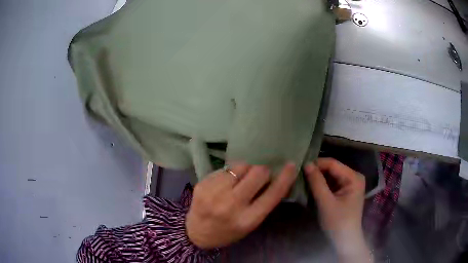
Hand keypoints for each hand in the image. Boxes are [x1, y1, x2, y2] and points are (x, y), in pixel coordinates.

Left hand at [186, 162, 296, 248]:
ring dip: (245, 169)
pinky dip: (230, 173)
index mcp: (248, 219)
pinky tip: (225, 182)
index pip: (273, 194)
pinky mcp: (203, 184)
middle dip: (262, 171)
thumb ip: (263, 203)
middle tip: (259, 175)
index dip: (285, 178)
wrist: (196, 233)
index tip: (291, 165)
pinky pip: (225, 169)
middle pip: (258, 173)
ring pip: (241, 166)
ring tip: (240, 179)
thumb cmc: (228, 230)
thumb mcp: (250, 223)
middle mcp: (231, 205)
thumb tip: (275, 178)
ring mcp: (215, 193)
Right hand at [305, 158, 371, 262]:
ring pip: (330, 176)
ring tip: (301, 182)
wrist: (344, 241)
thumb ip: (317, 183)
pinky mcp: (344, 192)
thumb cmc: (337, 222)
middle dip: (316, 172)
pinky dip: (320, 186)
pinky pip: (331, 184)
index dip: (316, 164)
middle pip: (331, 169)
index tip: (299, 168)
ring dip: (317, 180)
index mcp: (353, 177)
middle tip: (298, 176)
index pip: (332, 164)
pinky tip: (310, 189)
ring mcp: (349, 184)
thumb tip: (306, 164)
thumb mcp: (325, 202)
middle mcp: (353, 177)